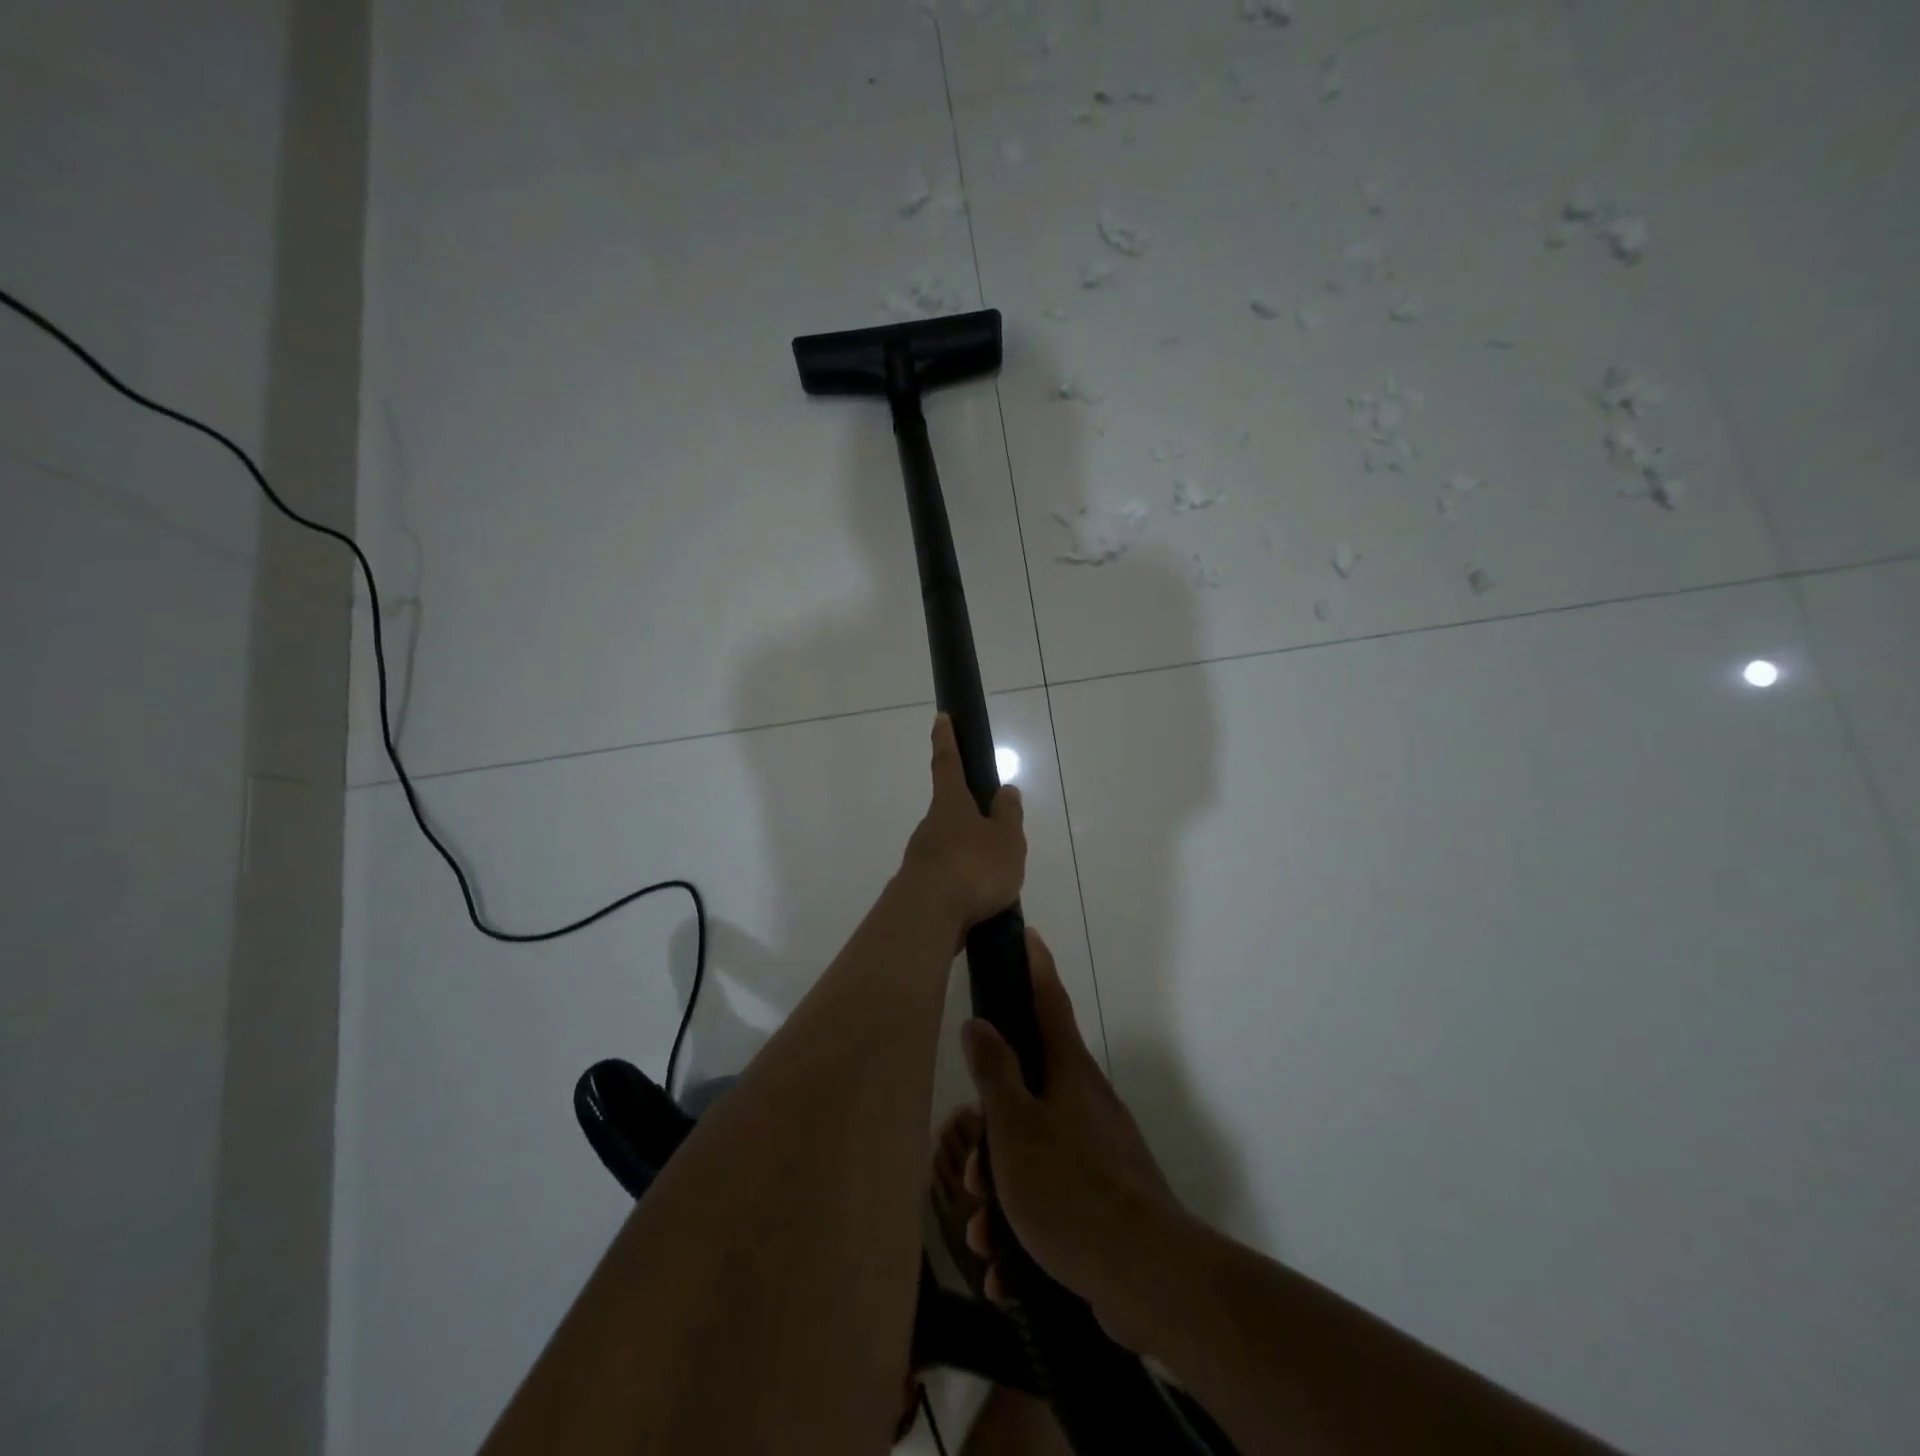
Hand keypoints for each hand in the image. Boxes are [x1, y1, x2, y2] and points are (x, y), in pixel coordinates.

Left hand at [897, 714, 1025, 935]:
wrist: (927, 918)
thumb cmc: (972, 868)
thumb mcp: (1006, 840)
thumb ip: (1008, 816)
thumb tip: (1005, 790)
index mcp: (950, 805)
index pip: (947, 763)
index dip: (946, 740)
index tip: (940, 718)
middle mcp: (930, 827)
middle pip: (950, 813)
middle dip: (970, 819)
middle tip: (997, 837)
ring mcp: (921, 858)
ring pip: (950, 849)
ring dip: (969, 858)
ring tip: (998, 882)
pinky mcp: (919, 889)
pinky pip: (948, 879)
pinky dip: (964, 886)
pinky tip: (980, 905)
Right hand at [960, 928, 1195, 1350]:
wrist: (1147, 1277)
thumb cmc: (1070, 1186)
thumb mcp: (1016, 1126)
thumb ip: (994, 1072)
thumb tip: (979, 1023)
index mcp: (1068, 1071)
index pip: (1049, 1000)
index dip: (1035, 967)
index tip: (1027, 935)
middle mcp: (1085, 1102)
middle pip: (1027, 1091)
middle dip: (992, 1131)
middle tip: (972, 1170)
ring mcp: (1097, 1152)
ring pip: (1033, 1153)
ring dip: (1001, 1193)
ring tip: (983, 1234)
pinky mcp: (1103, 1200)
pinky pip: (1050, 1201)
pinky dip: (1024, 1230)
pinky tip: (1004, 1273)